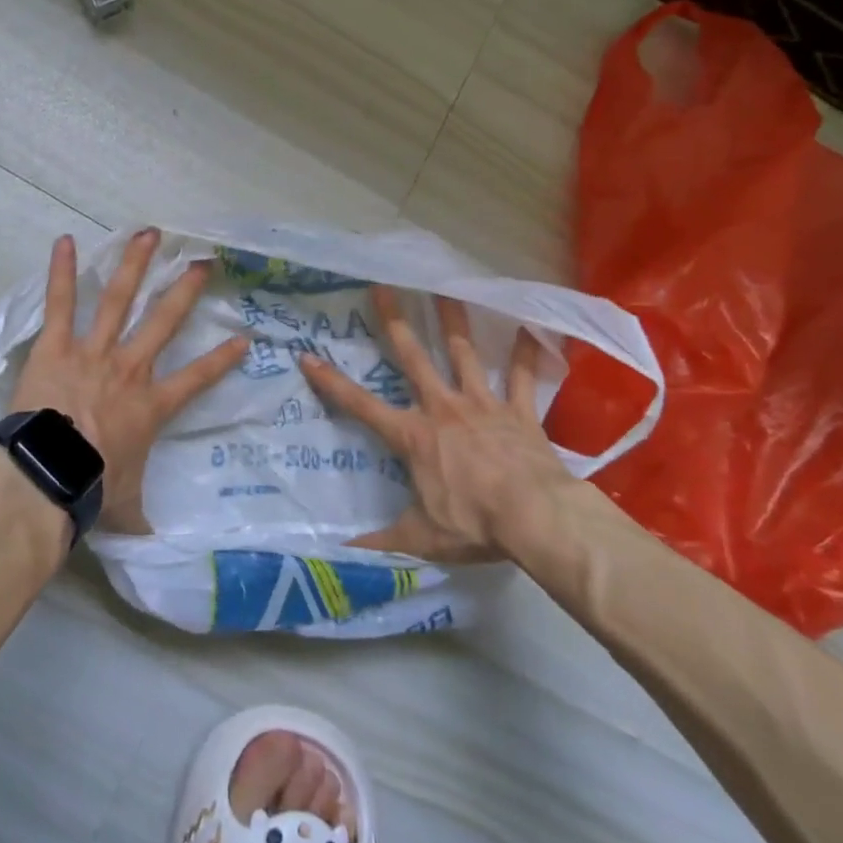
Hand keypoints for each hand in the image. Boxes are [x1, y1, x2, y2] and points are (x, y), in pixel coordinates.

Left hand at [9, 229, 246, 534]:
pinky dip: (63, 272)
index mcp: (151, 405)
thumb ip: (142, 521)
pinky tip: (65, 240)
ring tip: (150, 233)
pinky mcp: (56, 347)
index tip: (244, 337)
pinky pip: (61, 304)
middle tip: (204, 262)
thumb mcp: (126, 510)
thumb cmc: (91, 490)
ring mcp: (93, 352)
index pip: (198, 379)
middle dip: (186, 290)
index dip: (223, 359)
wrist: (47, 476)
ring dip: (136, 265)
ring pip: (119, 299)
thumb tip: (156, 550)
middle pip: (164, 321)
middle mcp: (129, 368)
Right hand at [300, 287, 570, 561]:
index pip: (361, 406)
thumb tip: (341, 555)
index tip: (308, 356)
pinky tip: (532, 328)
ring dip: (454, 321)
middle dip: (395, 322)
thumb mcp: (420, 538)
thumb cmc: (473, 524)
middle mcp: (443, 409)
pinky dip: (526, 355)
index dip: (332, 382)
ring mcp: (482, 406)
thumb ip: (381, 542)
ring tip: (446, 288)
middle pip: (413, 358)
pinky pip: (522, 378)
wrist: (535, 517)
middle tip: (382, 286)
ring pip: (464, 354)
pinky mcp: (518, 412)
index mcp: (414, 436)